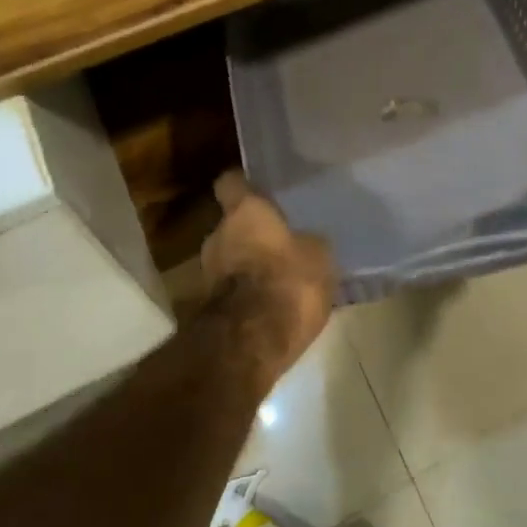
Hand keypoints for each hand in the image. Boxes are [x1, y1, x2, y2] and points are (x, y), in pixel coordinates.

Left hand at [199, 171, 336, 389]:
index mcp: (244, 212)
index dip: (243, 184)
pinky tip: (270, 302)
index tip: (258, 188)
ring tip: (277, 275)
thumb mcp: (318, 255)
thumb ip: (308, 241)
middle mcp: (217, 235)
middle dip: (251, 232)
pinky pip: (232, 289)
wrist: (251, 344)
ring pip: (230, 258)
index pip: (231, 182)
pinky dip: (246, 292)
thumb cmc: (288, 281)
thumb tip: (306, 240)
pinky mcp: (208, 308)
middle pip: (231, 224)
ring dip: (248, 264)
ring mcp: (207, 273)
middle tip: (278, 239)